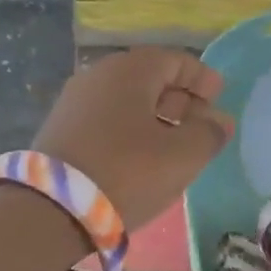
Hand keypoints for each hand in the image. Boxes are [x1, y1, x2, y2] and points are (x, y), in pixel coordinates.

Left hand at [33, 48, 234, 228]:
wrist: (50, 210)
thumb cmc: (127, 172)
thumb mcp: (182, 155)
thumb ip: (209, 133)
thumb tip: (219, 121)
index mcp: (130, 70)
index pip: (176, 59)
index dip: (202, 78)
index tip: (220, 98)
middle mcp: (99, 75)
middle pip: (150, 78)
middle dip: (181, 99)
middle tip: (202, 125)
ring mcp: (75, 102)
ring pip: (127, 100)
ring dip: (156, 117)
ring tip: (176, 145)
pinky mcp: (61, 130)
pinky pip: (107, 119)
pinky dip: (131, 129)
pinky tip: (142, 157)